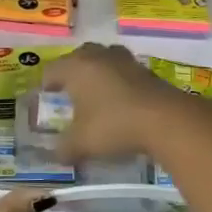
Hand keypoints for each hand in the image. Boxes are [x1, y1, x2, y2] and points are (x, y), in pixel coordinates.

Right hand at [48, 42, 211, 162]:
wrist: (165, 119)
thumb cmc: (114, 125)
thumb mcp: (81, 144)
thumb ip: (64, 149)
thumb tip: (57, 154)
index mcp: (76, 67)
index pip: (52, 70)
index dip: (46, 84)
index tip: (46, 97)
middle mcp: (98, 56)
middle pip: (78, 56)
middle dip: (72, 71)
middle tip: (69, 91)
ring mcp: (125, 60)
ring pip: (104, 58)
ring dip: (98, 71)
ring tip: (96, 92)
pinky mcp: (146, 69)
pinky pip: (124, 70)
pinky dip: (118, 80)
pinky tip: (120, 99)